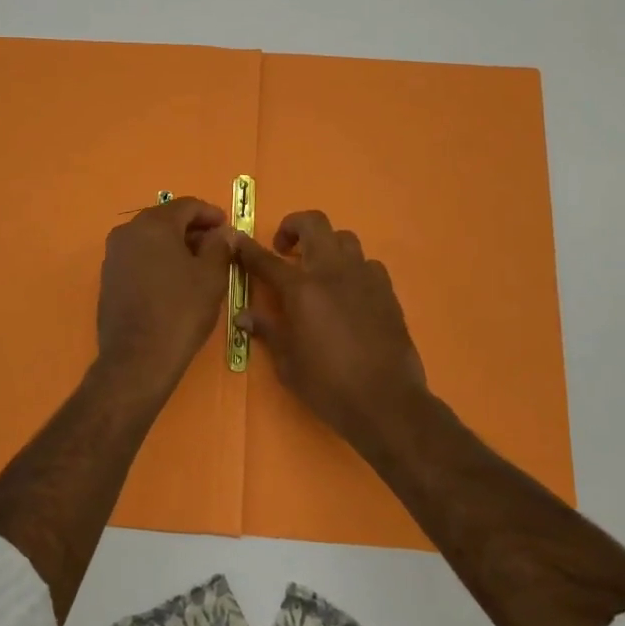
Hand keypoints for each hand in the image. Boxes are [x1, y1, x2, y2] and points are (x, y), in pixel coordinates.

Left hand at [93, 196, 233, 399]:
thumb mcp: (211, 277)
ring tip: (198, 264)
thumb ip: (220, 246)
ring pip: (150, 238)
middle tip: (216, 245)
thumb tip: (224, 232)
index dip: (210, 213)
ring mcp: (113, 255)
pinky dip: (158, 259)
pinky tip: (174, 280)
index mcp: (153, 224)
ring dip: (175, 244)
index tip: (227, 227)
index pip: (186, 205)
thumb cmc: (180, 312)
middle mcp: (127, 231)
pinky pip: (138, 257)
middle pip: (165, 219)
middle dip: (192, 229)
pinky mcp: (108, 277)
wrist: (137, 359)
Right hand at [233, 210, 426, 442]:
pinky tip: (348, 291)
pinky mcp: (387, 291)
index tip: (237, 240)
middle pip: (313, 224)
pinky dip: (353, 268)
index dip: (248, 248)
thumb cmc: (328, 385)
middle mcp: (332, 272)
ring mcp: (364, 277)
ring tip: (317, 268)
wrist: (386, 402)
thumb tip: (244, 316)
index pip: (267, 259)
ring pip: (344, 238)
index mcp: (301, 289)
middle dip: (293, 226)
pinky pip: (368, 264)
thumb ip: (268, 331)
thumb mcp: (287, 363)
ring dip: (326, 245)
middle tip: (283, 248)